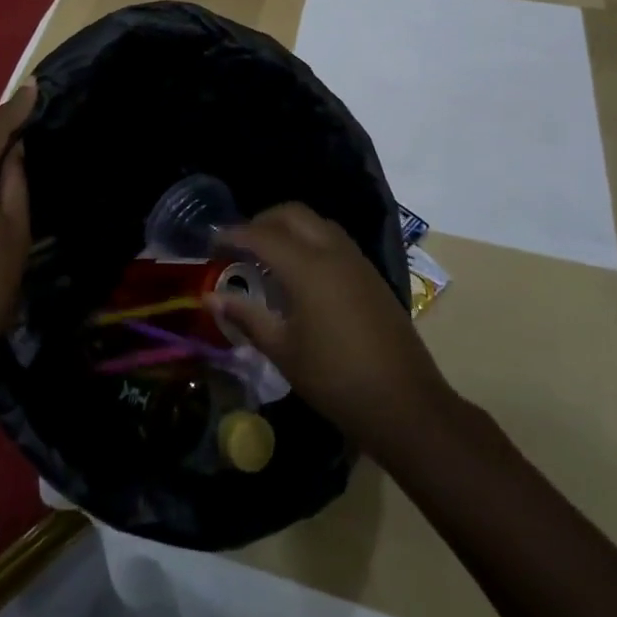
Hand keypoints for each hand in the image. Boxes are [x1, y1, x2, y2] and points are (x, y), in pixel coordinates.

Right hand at [209, 203, 453, 460]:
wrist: (405, 402)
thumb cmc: (336, 379)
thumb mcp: (283, 351)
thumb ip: (247, 317)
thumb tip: (211, 297)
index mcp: (307, 267)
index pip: (261, 235)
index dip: (233, 234)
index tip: (211, 242)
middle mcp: (332, 252)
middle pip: (292, 214)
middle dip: (262, 221)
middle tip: (239, 243)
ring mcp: (356, 260)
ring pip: (316, 223)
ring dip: (289, 227)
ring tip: (267, 255)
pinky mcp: (370, 274)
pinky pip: (334, 239)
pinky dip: (310, 239)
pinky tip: (300, 271)